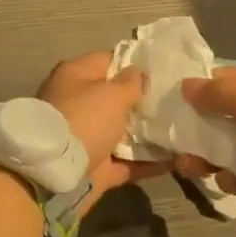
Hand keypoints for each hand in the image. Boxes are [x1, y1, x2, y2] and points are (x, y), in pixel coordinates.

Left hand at [35, 50, 166, 214]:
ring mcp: (86, 136)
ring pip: (122, 131)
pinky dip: (147, 162)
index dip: (134, 65)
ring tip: (182, 130)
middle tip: (177, 102)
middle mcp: (79, 103)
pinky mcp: (95, 167)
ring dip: (148, 133)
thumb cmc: (83, 120)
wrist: (54, 176)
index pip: (108, 61)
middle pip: (115, 98)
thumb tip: (138, 73)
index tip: (162, 72)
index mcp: (76, 76)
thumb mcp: (110, 93)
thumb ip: (130, 82)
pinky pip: (126, 161)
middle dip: (143, 101)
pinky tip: (176, 160)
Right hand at [172, 67, 235, 236]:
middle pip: (234, 113)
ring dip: (211, 153)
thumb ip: (222, 94)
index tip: (177, 96)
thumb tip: (186, 85)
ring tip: (187, 165)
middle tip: (176, 134)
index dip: (208, 85)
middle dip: (204, 124)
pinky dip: (233, 179)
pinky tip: (222, 182)